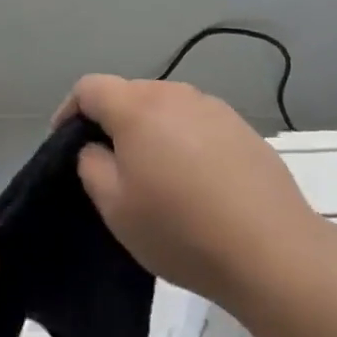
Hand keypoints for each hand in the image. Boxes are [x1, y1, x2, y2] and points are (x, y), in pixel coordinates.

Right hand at [57, 76, 321, 312]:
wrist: (270, 248)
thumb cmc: (180, 229)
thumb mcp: (115, 207)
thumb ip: (92, 165)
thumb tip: (97, 147)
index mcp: (137, 107)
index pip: (90, 87)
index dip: (70, 110)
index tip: (65, 141)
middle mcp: (174, 94)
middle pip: (129, 93)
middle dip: (112, 120)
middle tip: (110, 164)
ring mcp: (212, 107)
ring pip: (165, 107)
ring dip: (150, 130)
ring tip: (154, 174)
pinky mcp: (240, 126)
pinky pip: (196, 123)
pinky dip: (183, 140)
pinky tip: (194, 181)